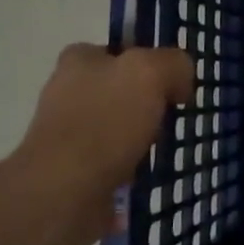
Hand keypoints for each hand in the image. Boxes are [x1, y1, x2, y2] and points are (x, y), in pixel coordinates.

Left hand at [6, 43, 194, 244]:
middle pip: (121, 91)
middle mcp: (67, 93)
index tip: (172, 85)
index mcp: (78, 61)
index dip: (149, 63)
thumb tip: (180, 83)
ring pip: (118, 129)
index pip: (118, 51)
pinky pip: (113, 165)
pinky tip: (147, 177)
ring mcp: (67, 135)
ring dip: (141, 141)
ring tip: (164, 152)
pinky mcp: (71, 173)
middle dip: (147, 105)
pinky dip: (131, 171)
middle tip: (173, 118)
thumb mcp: (151, 72)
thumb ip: (174, 64)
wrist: (63, 193)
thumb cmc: (105, 121)